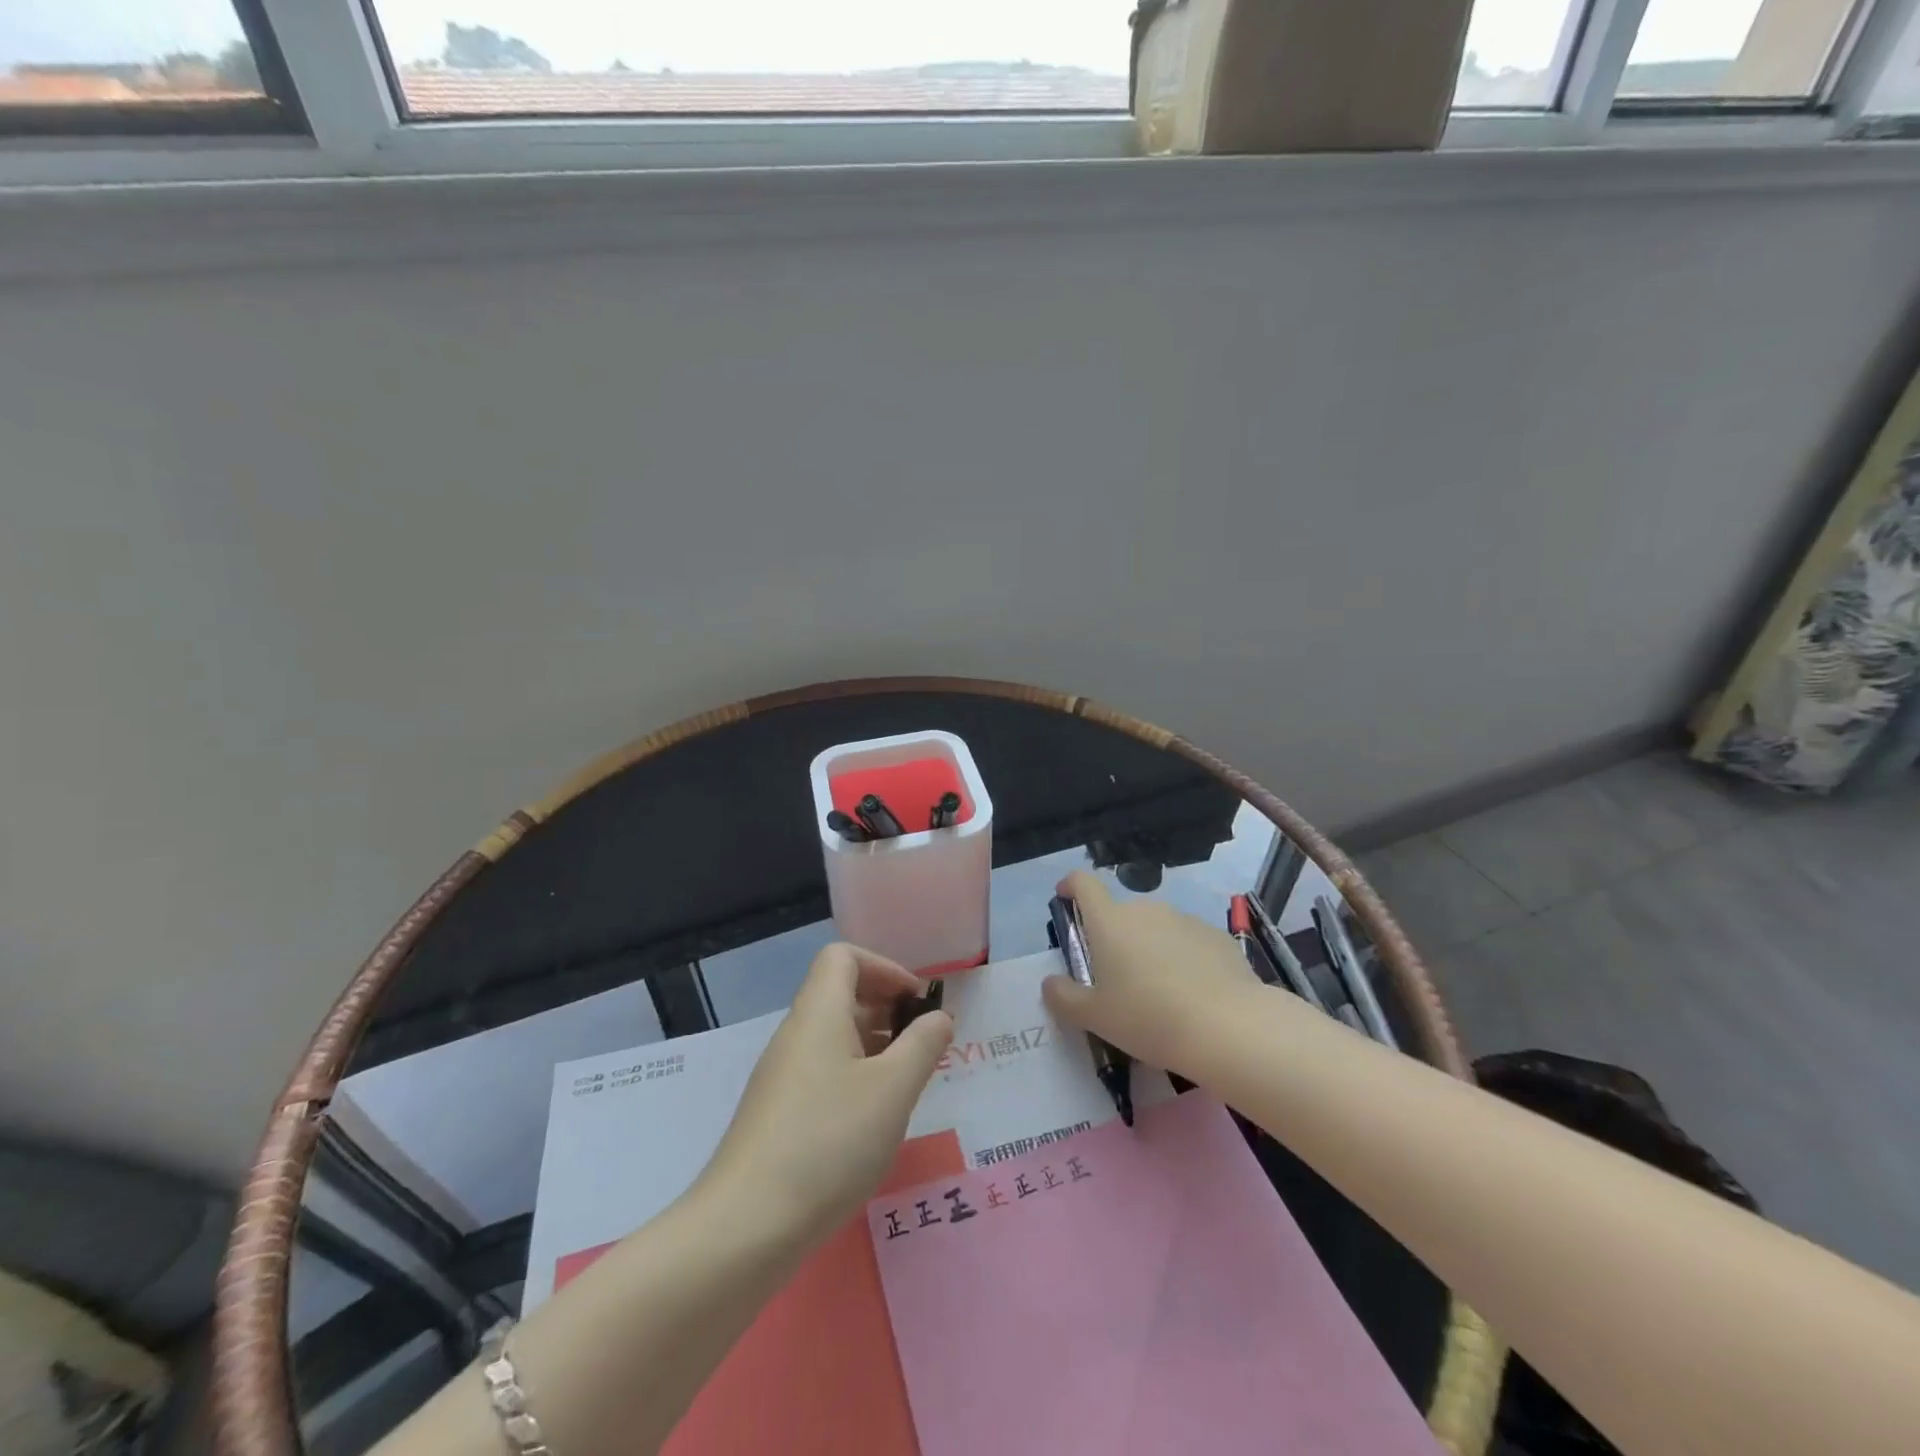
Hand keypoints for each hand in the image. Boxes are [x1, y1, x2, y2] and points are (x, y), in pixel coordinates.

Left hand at [699, 943, 952, 1248]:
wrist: (746, 1226)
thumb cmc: (829, 1142)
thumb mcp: (893, 1090)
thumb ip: (923, 1045)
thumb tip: (938, 1017)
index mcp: (819, 1013)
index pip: (843, 956)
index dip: (884, 968)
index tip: (916, 1003)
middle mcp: (796, 1034)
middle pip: (840, 994)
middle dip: (887, 1009)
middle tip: (922, 1046)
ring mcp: (782, 1075)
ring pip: (834, 1037)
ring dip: (874, 1046)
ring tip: (906, 1084)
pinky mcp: (777, 1113)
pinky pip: (823, 1071)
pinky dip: (855, 1077)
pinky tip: (873, 1121)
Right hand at [1042, 869, 1259, 1076]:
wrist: (1228, 1027)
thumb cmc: (1149, 1018)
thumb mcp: (1095, 1017)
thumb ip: (1064, 997)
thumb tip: (1050, 983)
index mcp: (1109, 921)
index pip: (1083, 883)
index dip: (1071, 886)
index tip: (1065, 898)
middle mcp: (1145, 909)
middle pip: (1120, 913)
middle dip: (1114, 937)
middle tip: (1116, 978)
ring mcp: (1184, 919)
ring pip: (1155, 928)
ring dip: (1149, 948)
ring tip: (1158, 992)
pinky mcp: (1216, 935)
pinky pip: (1188, 941)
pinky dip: (1182, 959)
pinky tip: (1192, 994)